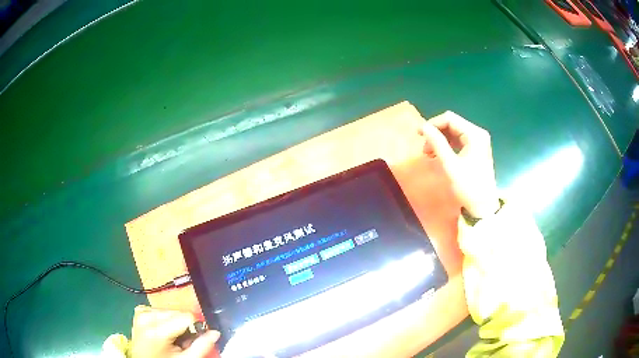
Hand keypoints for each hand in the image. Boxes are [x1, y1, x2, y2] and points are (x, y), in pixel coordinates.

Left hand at [130, 305, 219, 357]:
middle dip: (184, 325)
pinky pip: (158, 309)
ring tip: (172, 337)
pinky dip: (164, 319)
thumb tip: (216, 332)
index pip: (186, 316)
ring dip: (174, 322)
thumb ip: (202, 346)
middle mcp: (146, 316)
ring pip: (169, 310)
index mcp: (156, 330)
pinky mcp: (139, 312)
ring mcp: (141, 313)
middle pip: (177, 312)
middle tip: (182, 341)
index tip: (194, 339)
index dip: (195, 327)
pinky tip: (163, 330)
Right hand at [418, 111, 499, 217]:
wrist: (484, 206)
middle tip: (424, 149)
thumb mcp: (450, 165)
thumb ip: (437, 143)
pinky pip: (459, 141)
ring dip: (440, 140)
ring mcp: (478, 141)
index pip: (450, 119)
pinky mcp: (476, 149)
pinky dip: (447, 146)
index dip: (432, 124)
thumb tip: (423, 127)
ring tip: (429, 154)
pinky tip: (439, 155)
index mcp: (474, 134)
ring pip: (454, 132)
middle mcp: (477, 133)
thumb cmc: (468, 186)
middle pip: (452, 124)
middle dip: (436, 133)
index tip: (418, 134)